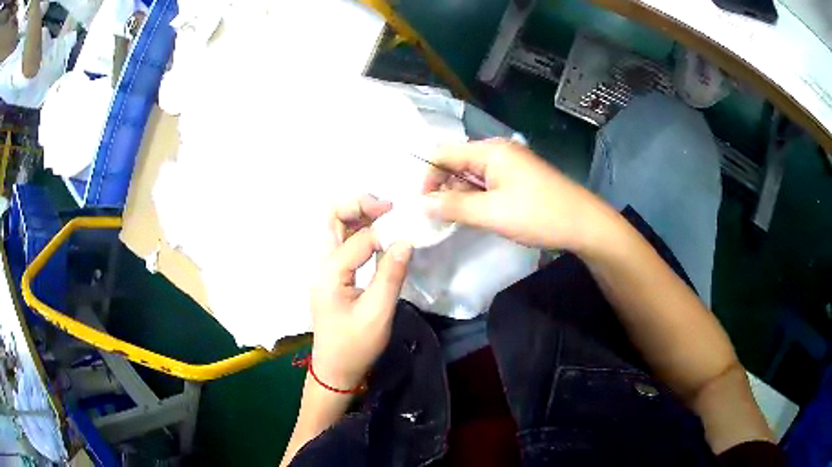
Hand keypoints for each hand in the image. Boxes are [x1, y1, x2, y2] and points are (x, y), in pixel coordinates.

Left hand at [311, 195, 411, 391]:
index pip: (360, 237)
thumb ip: (391, 274)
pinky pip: (342, 242)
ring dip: (358, 215)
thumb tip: (406, 239)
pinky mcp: (331, 275)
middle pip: (332, 216)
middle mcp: (321, 263)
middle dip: (359, 205)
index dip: (385, 232)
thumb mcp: (377, 313)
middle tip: (389, 208)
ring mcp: (324, 268)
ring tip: (387, 216)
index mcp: (329, 271)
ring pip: (336, 226)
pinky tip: (378, 237)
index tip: (409, 232)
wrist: (335, 369)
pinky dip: (359, 231)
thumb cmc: (355, 345)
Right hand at [422, 139, 607, 251]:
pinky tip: (474, 216)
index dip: (427, 177)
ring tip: (452, 219)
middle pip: (457, 163)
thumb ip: (454, 207)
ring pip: (472, 176)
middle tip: (435, 217)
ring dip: (459, 195)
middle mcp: (498, 152)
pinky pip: (487, 184)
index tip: (421, 205)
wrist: (584, 224)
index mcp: (490, 150)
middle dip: (442, 187)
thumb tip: (421, 204)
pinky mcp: (518, 180)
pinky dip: (476, 199)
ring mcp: (510, 166)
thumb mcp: (492, 213)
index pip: (444, 154)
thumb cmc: (538, 215)